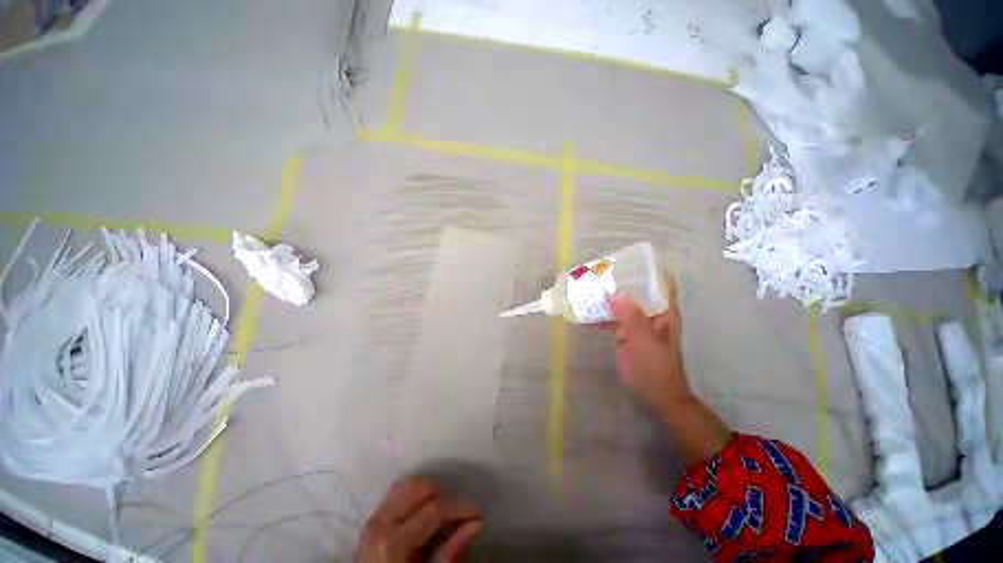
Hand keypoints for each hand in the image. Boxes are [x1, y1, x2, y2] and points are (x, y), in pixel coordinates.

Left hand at [357, 477, 482, 562]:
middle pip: (422, 487)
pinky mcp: (372, 517)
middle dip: (445, 495)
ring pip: (409, 482)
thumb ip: (450, 553)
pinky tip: (424, 506)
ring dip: (430, 490)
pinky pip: (397, 490)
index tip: (477, 513)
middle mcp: (381, 523)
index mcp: (393, 542)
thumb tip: (476, 524)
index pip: (435, 509)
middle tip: (459, 513)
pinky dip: (415, 492)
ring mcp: (373, 517)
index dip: (460, 507)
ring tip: (443, 508)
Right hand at [598, 275, 692, 416]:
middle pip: (637, 290)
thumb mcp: (644, 342)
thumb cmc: (655, 368)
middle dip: (620, 281)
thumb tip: (615, 295)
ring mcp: (638, 323)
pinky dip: (601, 314)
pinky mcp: (626, 333)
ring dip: (608, 297)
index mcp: (663, 311)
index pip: (661, 282)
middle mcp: (651, 313)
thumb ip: (631, 319)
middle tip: (600, 272)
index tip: (628, 260)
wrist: (655, 395)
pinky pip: (613, 318)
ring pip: (623, 304)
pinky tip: (586, 312)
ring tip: (589, 287)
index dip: (649, 268)